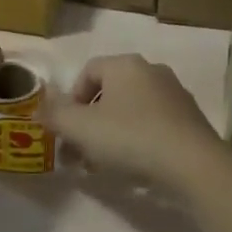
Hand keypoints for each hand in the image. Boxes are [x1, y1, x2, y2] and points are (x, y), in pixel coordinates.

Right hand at [43, 54, 227, 189]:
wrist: (193, 164)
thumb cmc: (131, 138)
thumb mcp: (82, 128)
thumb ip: (56, 116)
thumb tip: (39, 108)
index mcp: (125, 64)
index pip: (88, 71)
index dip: (71, 99)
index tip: (66, 130)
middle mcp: (151, 70)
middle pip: (110, 91)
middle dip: (90, 121)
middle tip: (80, 152)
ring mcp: (175, 93)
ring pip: (132, 109)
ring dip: (113, 132)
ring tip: (104, 165)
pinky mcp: (190, 119)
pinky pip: (154, 124)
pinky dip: (138, 140)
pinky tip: (135, 167)